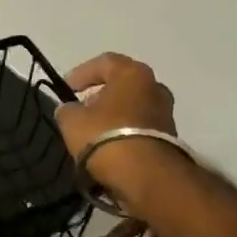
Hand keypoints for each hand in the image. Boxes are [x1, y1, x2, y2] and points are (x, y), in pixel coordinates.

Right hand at [55, 53, 184, 217]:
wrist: (145, 174)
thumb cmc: (105, 136)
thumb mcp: (72, 121)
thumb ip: (67, 110)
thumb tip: (68, 109)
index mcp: (132, 73)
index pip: (105, 62)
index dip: (82, 73)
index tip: (66, 88)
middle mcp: (154, 87)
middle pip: (123, 84)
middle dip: (100, 94)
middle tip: (82, 108)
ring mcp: (166, 113)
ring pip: (133, 106)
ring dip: (114, 115)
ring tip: (93, 131)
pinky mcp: (169, 137)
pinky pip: (141, 127)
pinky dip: (125, 131)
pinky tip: (109, 146)